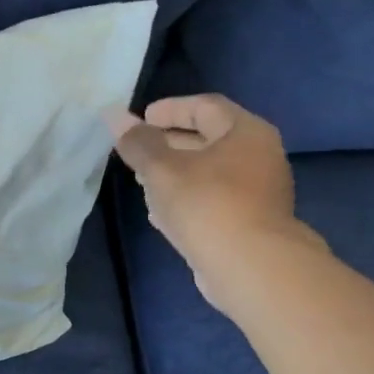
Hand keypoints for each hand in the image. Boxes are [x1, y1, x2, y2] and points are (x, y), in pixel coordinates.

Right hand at [107, 94, 322, 306]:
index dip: (170, 109)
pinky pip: (212, 199)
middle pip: (208, 139)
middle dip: (169, 143)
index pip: (205, 107)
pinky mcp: (249, 222)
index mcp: (246, 133)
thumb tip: (114, 115)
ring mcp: (257, 192)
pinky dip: (186, 198)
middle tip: (137, 151)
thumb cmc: (206, 205)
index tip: (141, 119)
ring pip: (209, 172)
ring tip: (142, 181)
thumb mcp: (162, 169)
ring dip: (175, 174)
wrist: (250, 266)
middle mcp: (259, 156)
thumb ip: (138, 142)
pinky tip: (161, 213)